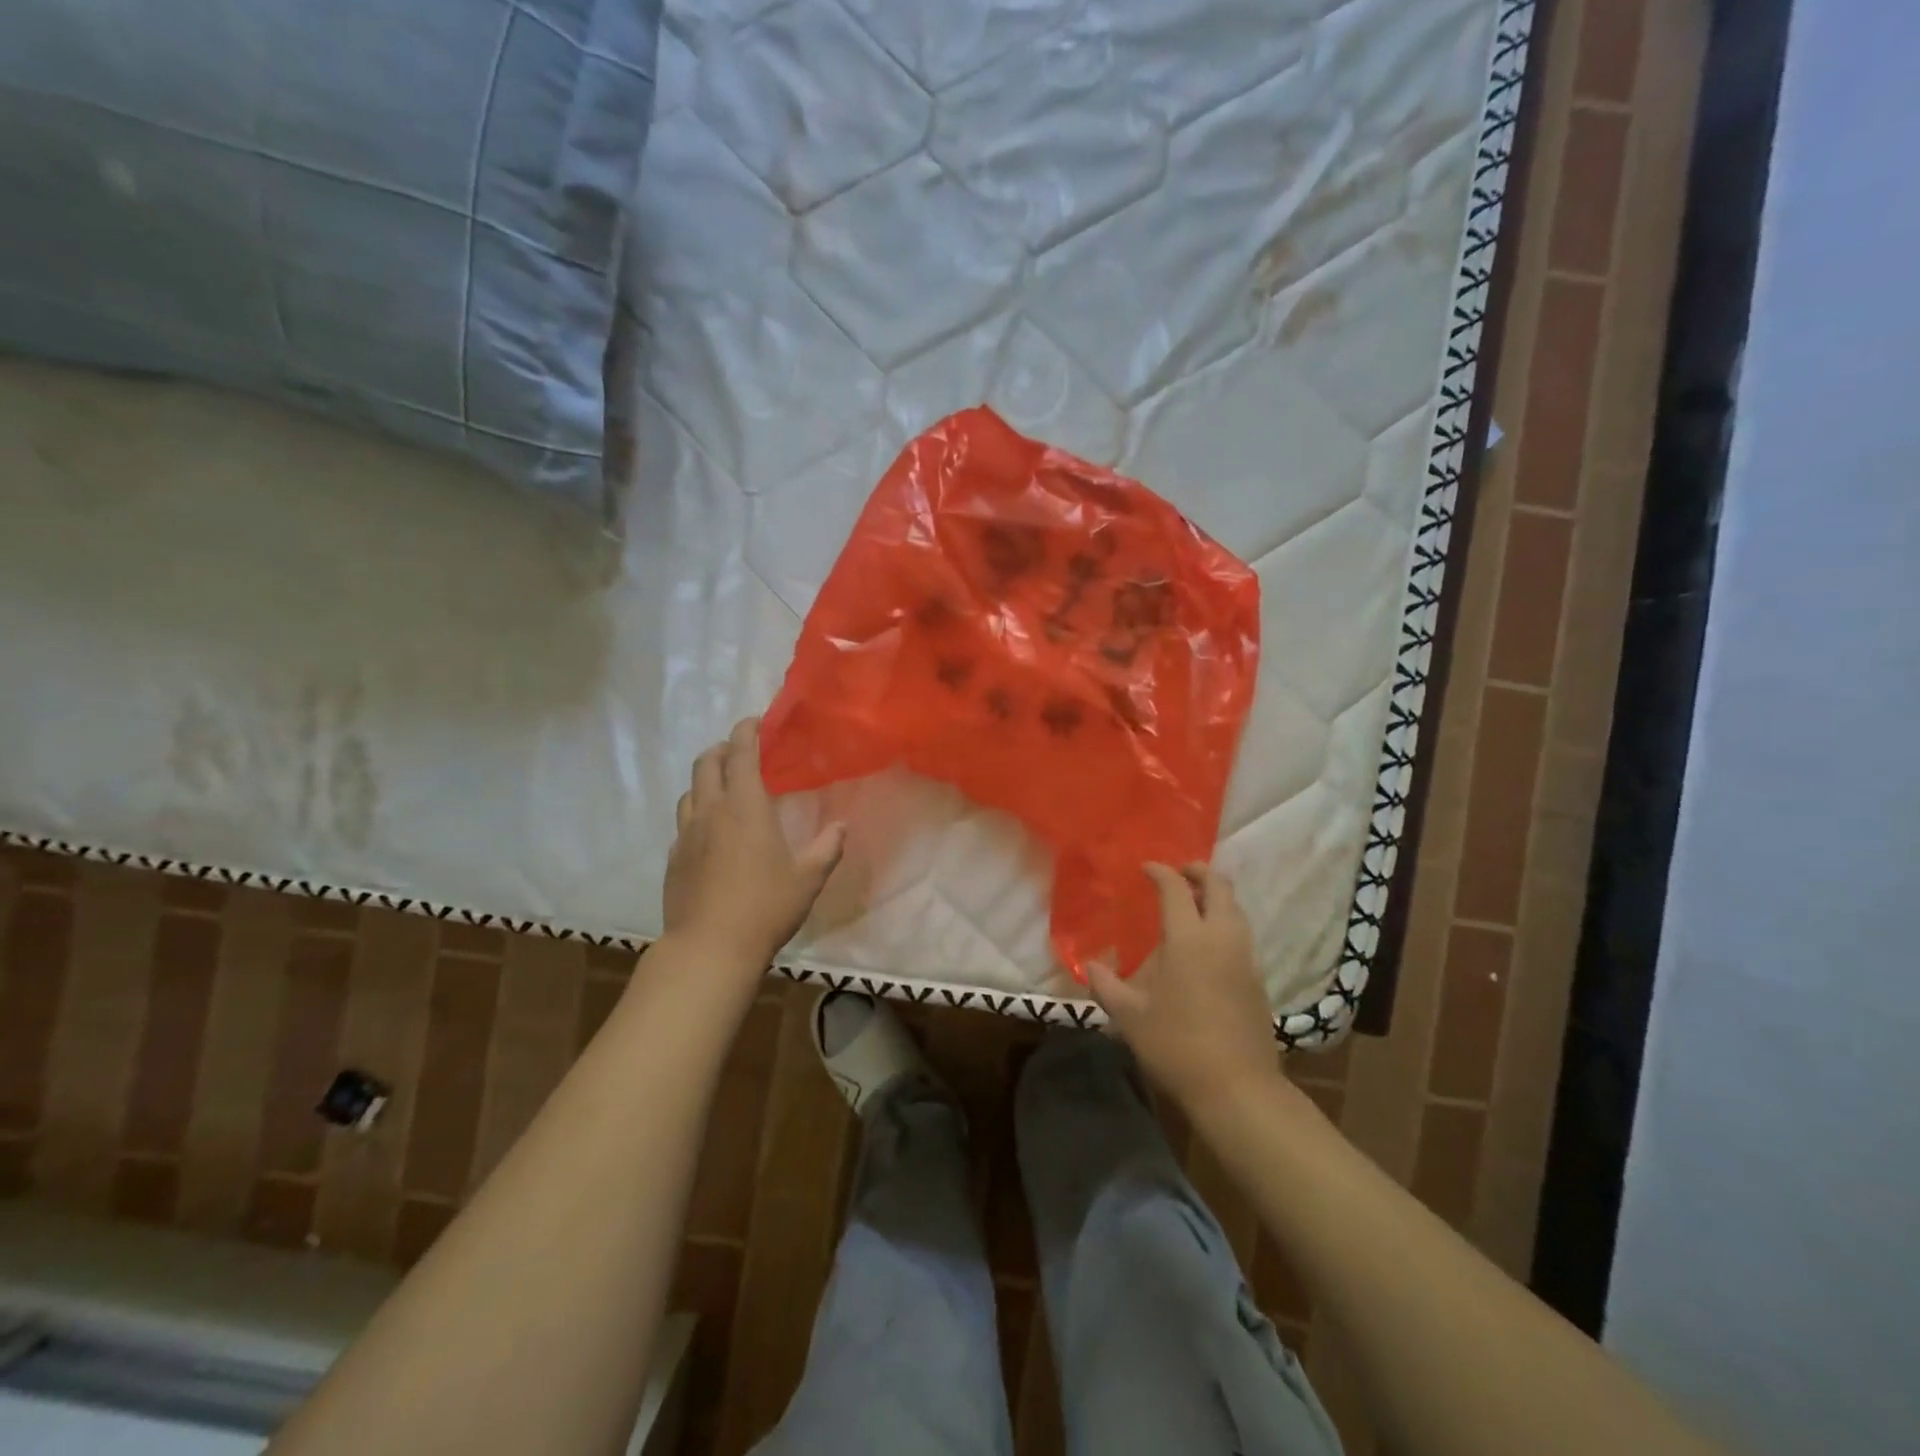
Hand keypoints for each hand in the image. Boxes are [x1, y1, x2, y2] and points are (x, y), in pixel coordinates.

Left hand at [663, 718, 844, 969]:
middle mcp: (711, 812)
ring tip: (722, 786)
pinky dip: (696, 812)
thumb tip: (841, 826)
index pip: (741, 755)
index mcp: (745, 808)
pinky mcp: (674, 858)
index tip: (754, 722)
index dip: (746, 733)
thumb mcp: (808, 879)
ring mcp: (687, 835)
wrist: (709, 948)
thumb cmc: (765, 907)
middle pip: (706, 764)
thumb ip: (827, 848)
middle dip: (721, 748)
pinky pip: (683, 822)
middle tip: (738, 750)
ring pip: (689, 791)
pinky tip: (709, 831)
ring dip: (705, 779)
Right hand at [1090, 863, 1282, 1119]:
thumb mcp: (1130, 1016)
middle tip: (1178, 874)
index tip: (1145, 869)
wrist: (1238, 1089)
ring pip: (1236, 910)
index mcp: (1188, 938)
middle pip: (1219, 887)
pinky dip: (1225, 923)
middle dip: (1198, 872)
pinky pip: (1242, 934)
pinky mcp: (1257, 979)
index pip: (1176, 888)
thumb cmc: (1176, 1046)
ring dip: (1215, 897)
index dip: (1160, 872)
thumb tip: (1090, 966)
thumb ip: (1107, 985)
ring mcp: (1245, 958)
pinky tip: (1207, 945)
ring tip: (1192, 906)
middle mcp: (1222, 938)